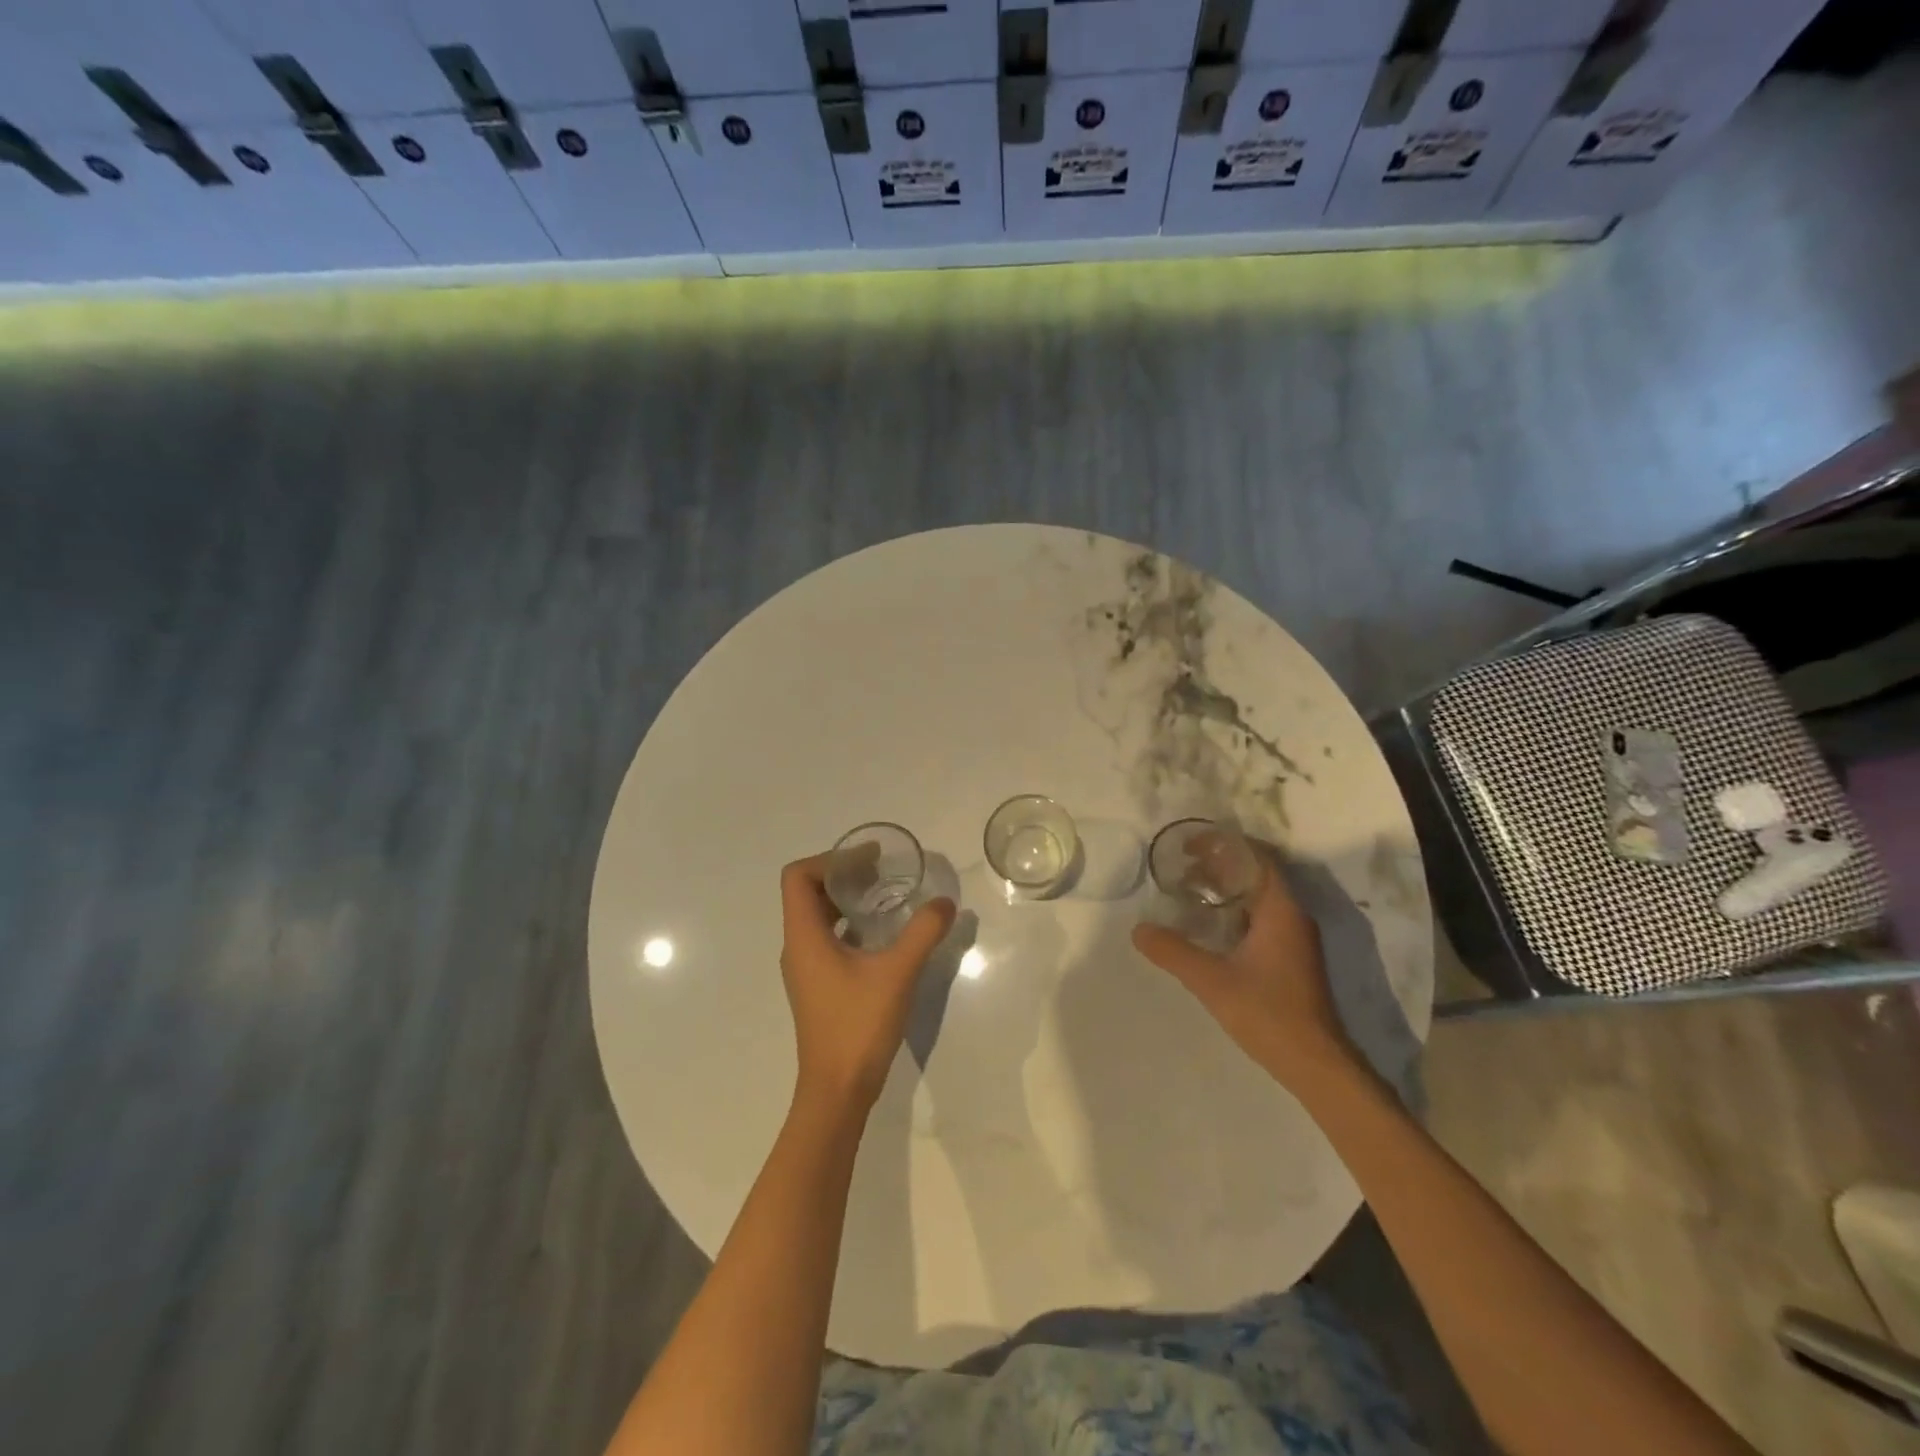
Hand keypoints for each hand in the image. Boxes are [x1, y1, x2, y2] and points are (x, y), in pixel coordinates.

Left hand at [779, 853, 955, 1117]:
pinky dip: (848, 924)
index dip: (830, 858)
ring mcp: (805, 968)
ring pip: (817, 916)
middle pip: (807, 892)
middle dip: (843, 874)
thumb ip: (922, 932)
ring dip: (846, 900)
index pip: (798, 876)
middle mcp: (797, 947)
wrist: (837, 1091)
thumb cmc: (858, 1026)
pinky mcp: (817, 986)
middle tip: (883, 872)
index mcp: (804, 936)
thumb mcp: (897, 973)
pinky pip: (826, 938)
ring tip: (885, 896)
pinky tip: (882, 935)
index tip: (868, 860)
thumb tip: (944, 903)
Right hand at [1131, 848, 1357, 1091]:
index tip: (1191, 846)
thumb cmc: (1268, 1014)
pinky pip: (1260, 920)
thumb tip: (1138, 929)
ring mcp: (1294, 940)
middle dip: (1219, 866)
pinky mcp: (1290, 960)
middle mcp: (1292, 917)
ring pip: (1257, 899)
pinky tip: (1207, 927)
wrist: (1316, 1065)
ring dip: (1226, 891)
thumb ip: (1173, 951)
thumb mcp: (1211, 980)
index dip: (1225, 845)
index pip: (1257, 858)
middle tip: (1181, 867)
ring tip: (1188, 892)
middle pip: (1256, 875)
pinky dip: (1233, 913)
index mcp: (1281, 910)